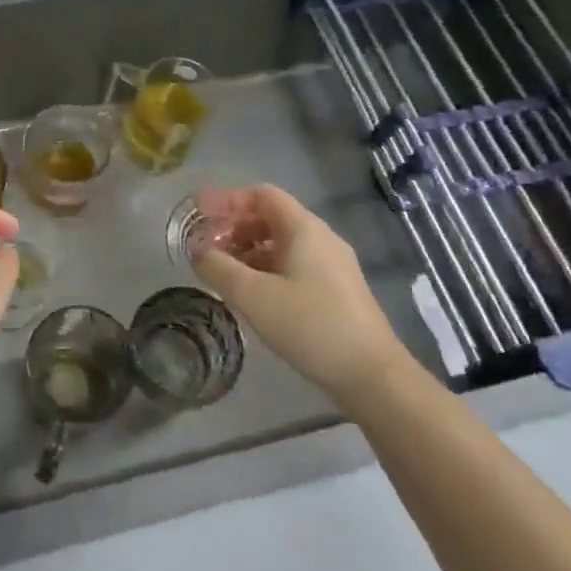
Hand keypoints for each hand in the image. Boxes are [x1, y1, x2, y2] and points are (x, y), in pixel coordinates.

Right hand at [190, 183, 410, 408]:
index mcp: (304, 229)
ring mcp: (333, 266)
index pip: (261, 194)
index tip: (200, 215)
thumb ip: (218, 268)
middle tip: (206, 248)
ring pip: (281, 244)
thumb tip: (197, 251)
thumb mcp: (253, 295)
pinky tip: (252, 296)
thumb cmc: (310, 326)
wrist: (373, 376)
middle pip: (270, 217)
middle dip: (234, 228)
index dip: (227, 200)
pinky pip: (294, 265)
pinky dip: (266, 269)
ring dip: (248, 251)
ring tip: (223, 275)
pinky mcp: (337, 291)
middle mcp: (321, 239)